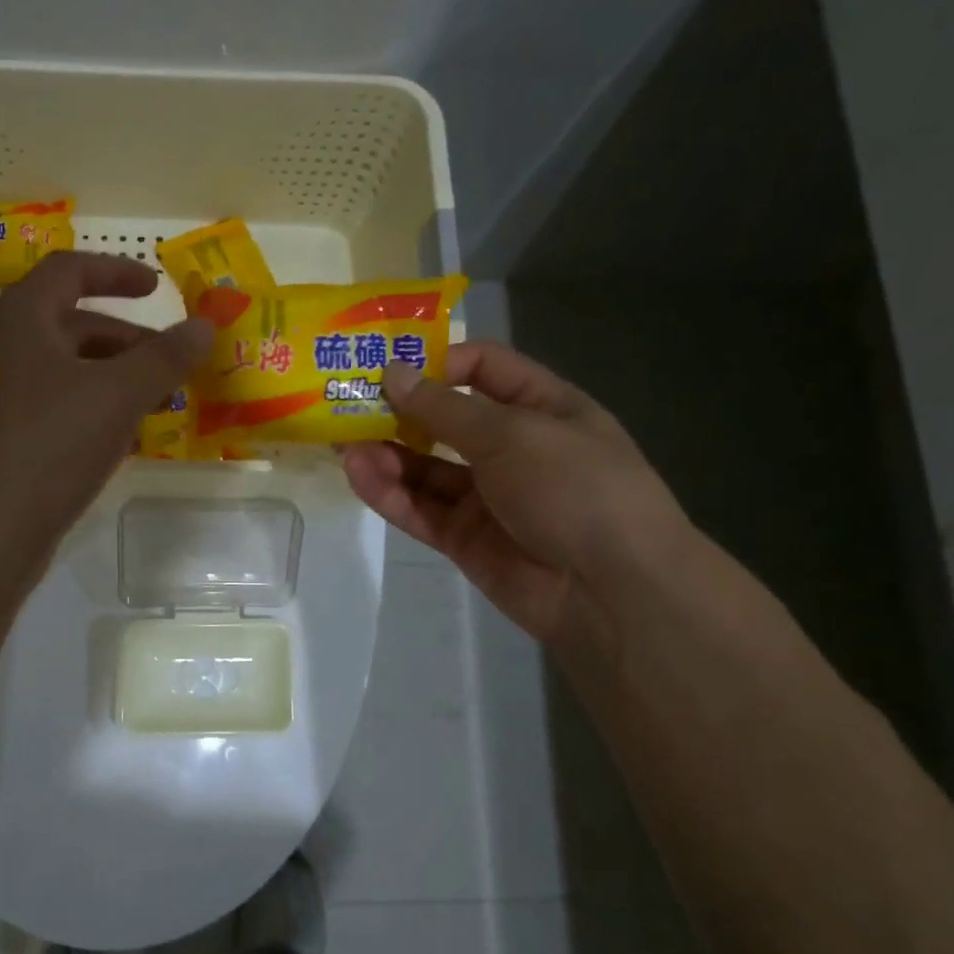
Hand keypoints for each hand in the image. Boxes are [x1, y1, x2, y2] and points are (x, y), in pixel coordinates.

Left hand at [0, 252, 211, 574]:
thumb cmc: (49, 445)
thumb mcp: (118, 396)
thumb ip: (164, 357)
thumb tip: (204, 325)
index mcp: (18, 318)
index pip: (69, 271)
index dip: (117, 272)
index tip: (158, 287)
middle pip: (69, 325)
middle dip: (125, 341)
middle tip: (169, 366)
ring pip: (62, 372)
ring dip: (111, 381)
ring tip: (154, 407)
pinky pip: (50, 409)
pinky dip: (88, 412)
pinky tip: (121, 443)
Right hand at [342, 342, 693, 655]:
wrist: (610, 591)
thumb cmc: (576, 488)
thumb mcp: (514, 435)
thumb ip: (446, 409)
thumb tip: (394, 373)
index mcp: (541, 408)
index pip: (484, 369)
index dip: (439, 362)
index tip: (392, 366)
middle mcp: (511, 448)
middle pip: (444, 420)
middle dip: (398, 411)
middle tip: (346, 403)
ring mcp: (486, 496)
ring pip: (425, 468)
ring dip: (386, 454)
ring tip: (343, 444)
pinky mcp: (463, 538)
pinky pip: (420, 508)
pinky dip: (389, 493)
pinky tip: (359, 475)